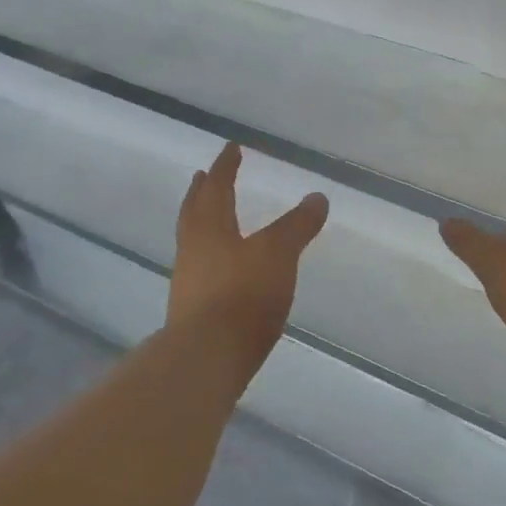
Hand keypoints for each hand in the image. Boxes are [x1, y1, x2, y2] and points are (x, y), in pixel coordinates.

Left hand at [168, 142, 329, 360]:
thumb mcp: (279, 254)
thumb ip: (297, 226)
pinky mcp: (191, 311)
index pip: (217, 188)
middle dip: (203, 192)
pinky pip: (199, 269)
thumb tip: (317, 197)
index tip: (231, 148)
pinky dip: (209, 256)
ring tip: (212, 218)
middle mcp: (192, 249)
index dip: (226, 166)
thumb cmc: (243, 295)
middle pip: (194, 212)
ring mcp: (188, 281)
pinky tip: (222, 269)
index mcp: (210, 228)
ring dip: (201, 223)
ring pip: (192, 241)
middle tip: (204, 176)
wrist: (207, 357)